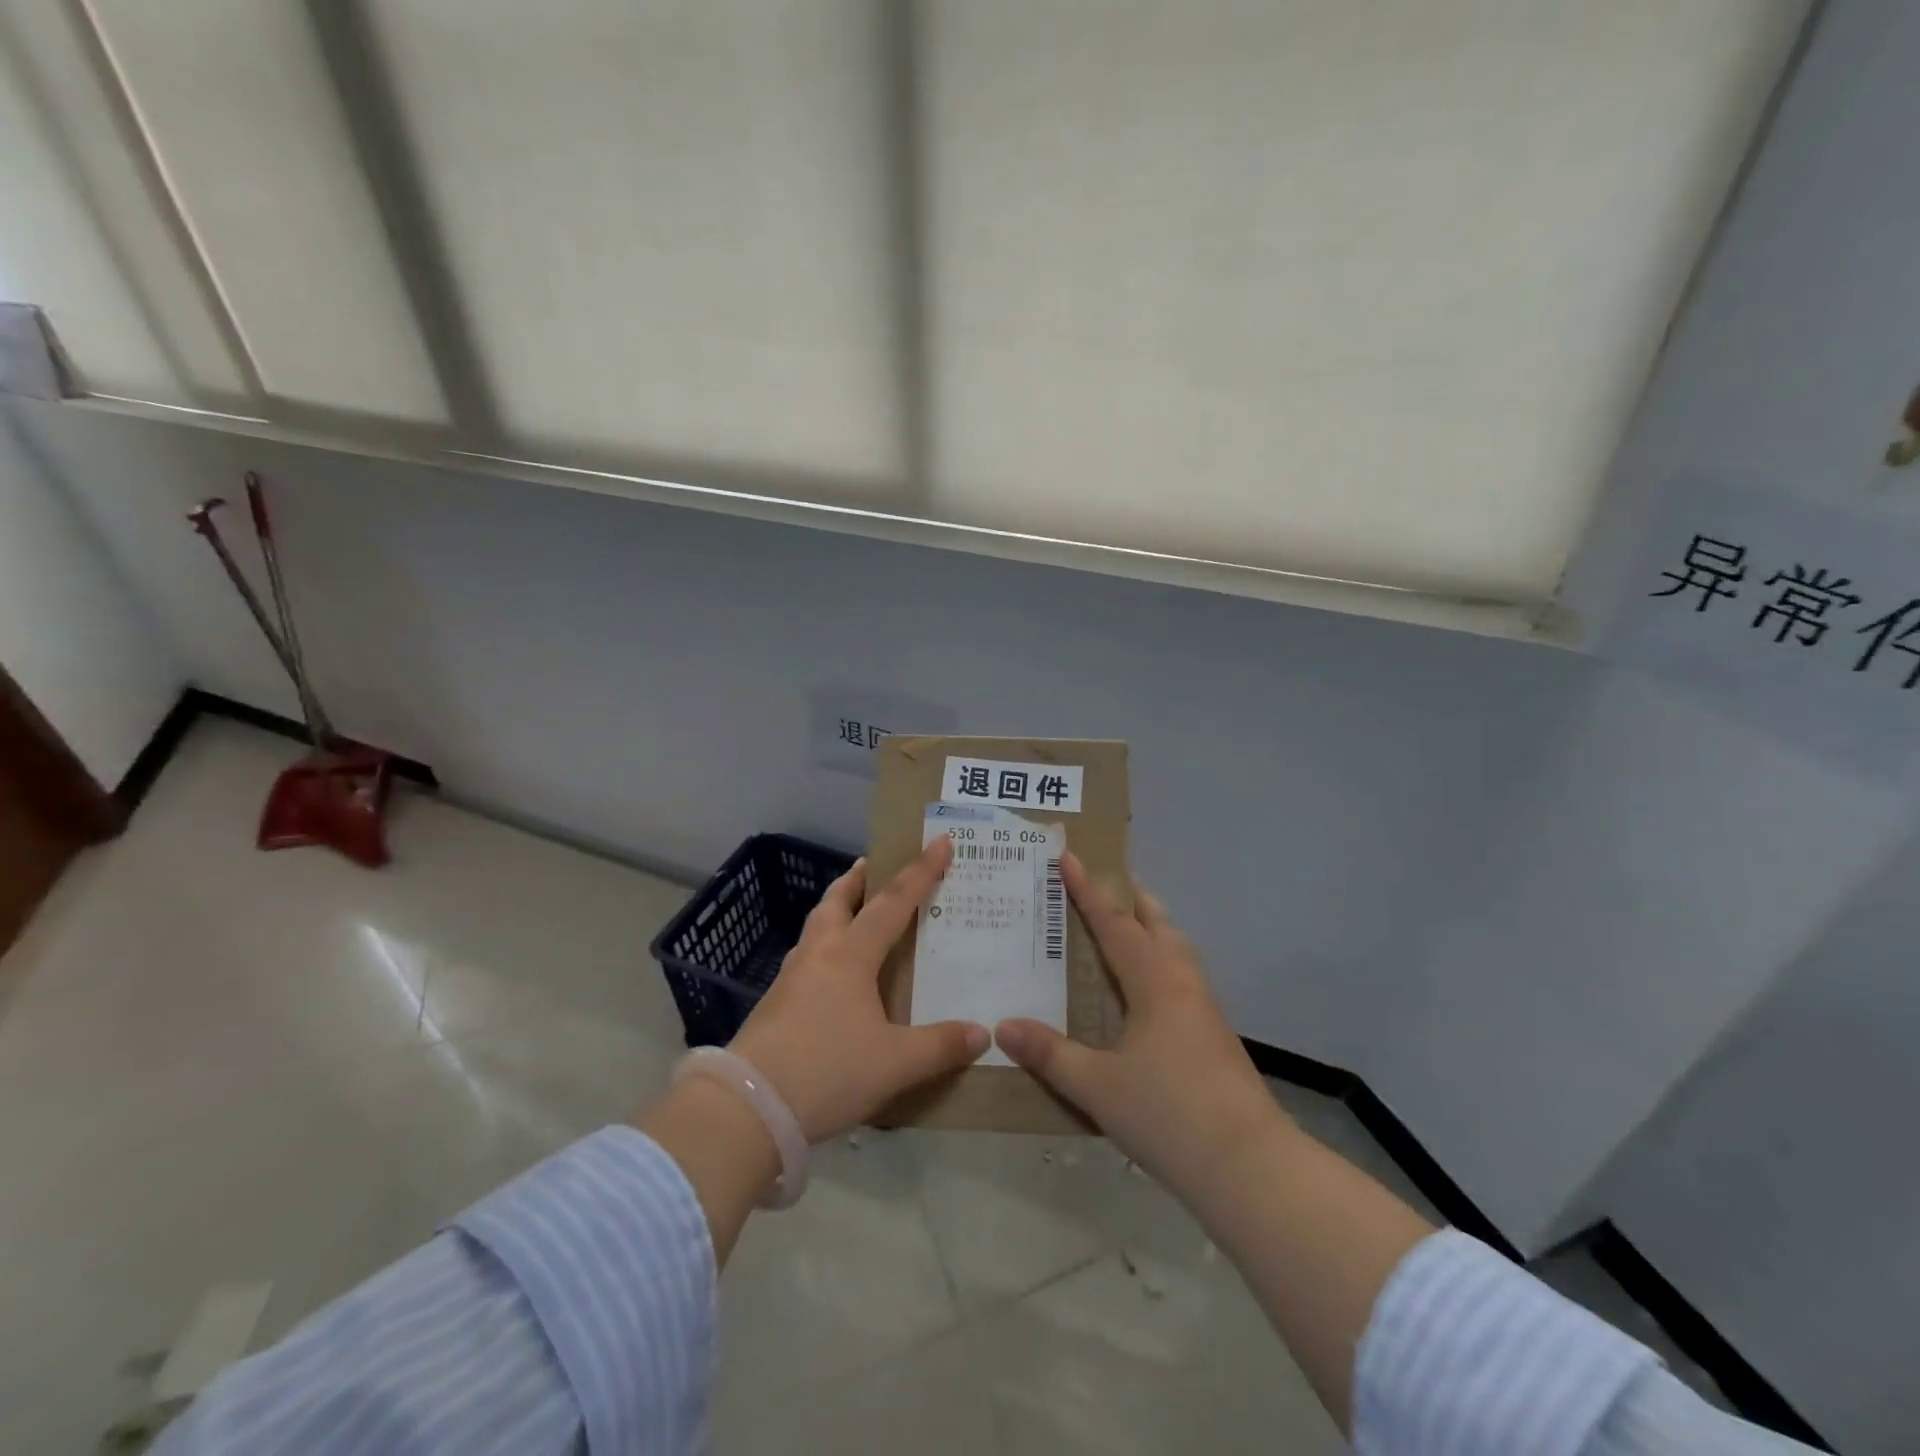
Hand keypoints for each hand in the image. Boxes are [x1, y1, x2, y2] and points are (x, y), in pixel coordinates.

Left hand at [730, 836, 989, 1141]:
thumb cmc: (827, 1071)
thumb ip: (940, 1046)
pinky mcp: (774, 1004)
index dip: (920, 872)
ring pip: (816, 927)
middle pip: (837, 901)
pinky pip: (806, 958)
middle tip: (874, 866)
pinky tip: (832, 973)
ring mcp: (790, 978)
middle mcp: (819, 954)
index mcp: (851, 955)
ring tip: (855, 913)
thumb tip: (983, 1033)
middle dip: (858, 879)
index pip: (893, 903)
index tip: (939, 842)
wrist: (747, 1107)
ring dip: (837, 909)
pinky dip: (825, 947)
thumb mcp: (895, 1063)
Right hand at [995, 854, 1280, 1189]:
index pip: (1115, 923)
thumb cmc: (1169, 1114)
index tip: (1069, 856)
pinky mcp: (1215, 1036)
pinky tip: (1145, 991)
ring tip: (1126, 928)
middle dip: (1131, 899)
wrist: (1250, 1167)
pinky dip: (1160, 961)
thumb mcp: (1097, 1086)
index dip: (1088, 890)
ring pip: (1176, 949)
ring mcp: (1204, 1009)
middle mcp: (1182, 983)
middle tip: (1103, 883)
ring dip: (1151, 928)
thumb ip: (1050, 1054)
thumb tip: (1004, 1026)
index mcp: (1154, 981)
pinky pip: (1182, 977)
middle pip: (1158, 924)